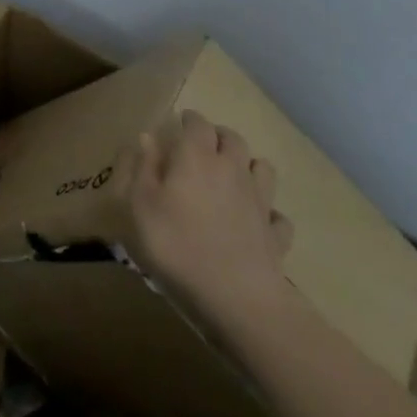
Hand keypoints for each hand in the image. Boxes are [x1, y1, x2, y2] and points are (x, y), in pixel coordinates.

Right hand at [128, 111, 294, 334]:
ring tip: (234, 174)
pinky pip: (276, 215)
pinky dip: (268, 212)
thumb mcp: (139, 204)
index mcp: (197, 157)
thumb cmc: (176, 244)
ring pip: (262, 168)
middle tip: (203, 144)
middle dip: (218, 135)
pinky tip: (256, 221)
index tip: (180, 121)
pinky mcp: (275, 233)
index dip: (189, 119)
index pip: (198, 124)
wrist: (236, 296)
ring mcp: (259, 201)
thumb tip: (147, 137)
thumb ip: (141, 167)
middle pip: (232, 139)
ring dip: (248, 164)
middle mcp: (232, 169)